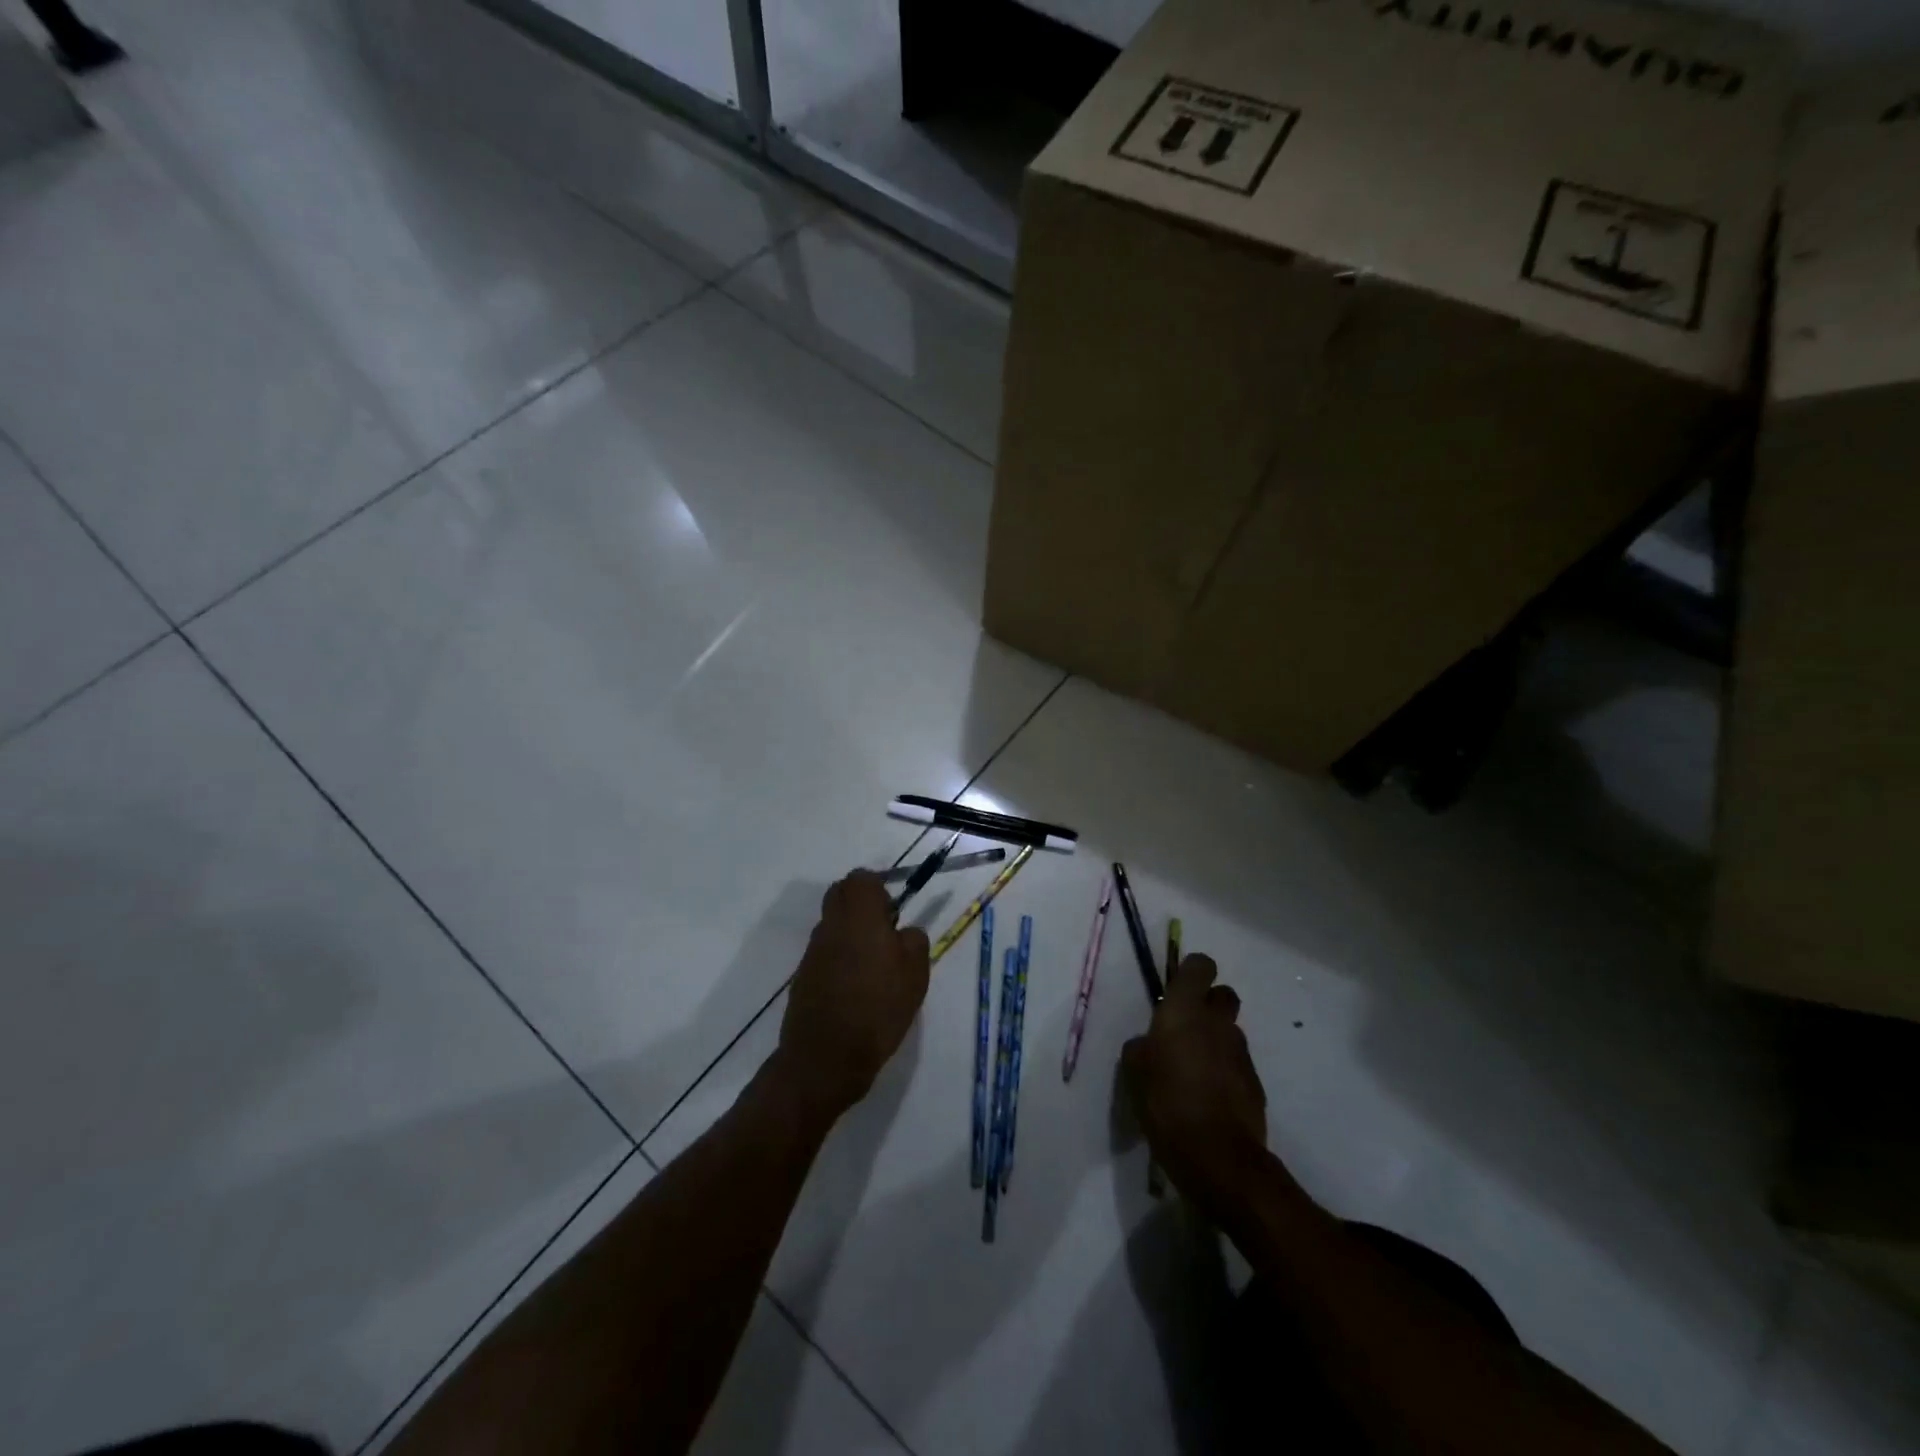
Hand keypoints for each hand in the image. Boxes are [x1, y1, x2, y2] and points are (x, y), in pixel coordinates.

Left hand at [774, 870, 930, 1122]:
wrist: (826, 1057)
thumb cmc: (878, 1007)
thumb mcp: (915, 973)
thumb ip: (913, 941)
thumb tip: (904, 932)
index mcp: (859, 915)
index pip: (862, 878)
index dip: (880, 889)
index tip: (895, 913)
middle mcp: (831, 924)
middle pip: (841, 894)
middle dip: (862, 905)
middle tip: (885, 932)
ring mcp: (813, 950)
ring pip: (832, 923)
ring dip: (851, 932)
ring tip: (874, 965)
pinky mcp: (803, 975)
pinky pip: (825, 951)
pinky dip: (840, 957)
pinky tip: (857, 987)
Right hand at [1121, 955, 1267, 1211]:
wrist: (1218, 1156)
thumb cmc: (1165, 1102)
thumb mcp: (1134, 1071)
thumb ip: (1141, 1047)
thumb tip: (1150, 1043)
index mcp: (1185, 1010)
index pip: (1200, 966)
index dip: (1191, 972)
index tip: (1178, 989)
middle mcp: (1217, 1022)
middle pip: (1223, 994)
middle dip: (1209, 1004)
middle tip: (1186, 1028)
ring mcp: (1241, 1053)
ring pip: (1230, 1032)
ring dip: (1216, 1041)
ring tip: (1194, 1071)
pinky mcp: (1256, 1084)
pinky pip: (1237, 1064)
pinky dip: (1225, 1072)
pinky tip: (1208, 1098)